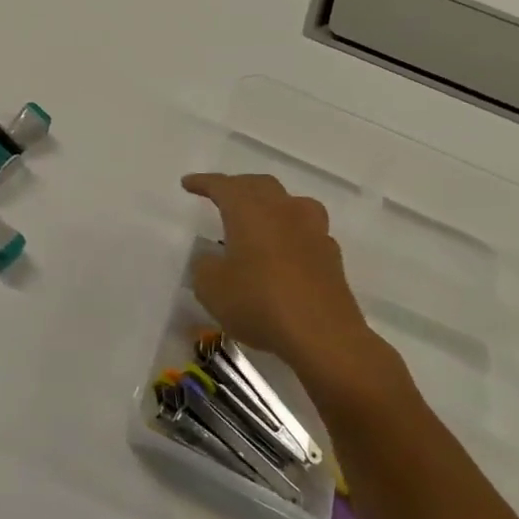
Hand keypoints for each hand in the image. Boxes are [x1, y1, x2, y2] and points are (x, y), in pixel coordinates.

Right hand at [181, 173, 407, 421]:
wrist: (323, 336)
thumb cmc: (259, 303)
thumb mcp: (211, 288)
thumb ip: (205, 266)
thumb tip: (212, 259)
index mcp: (249, 211)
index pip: (223, 185)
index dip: (203, 182)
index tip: (188, 184)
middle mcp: (283, 211)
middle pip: (259, 185)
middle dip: (238, 186)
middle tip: (222, 196)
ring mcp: (312, 231)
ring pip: (290, 203)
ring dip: (271, 205)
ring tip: (259, 218)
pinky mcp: (331, 256)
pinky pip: (307, 231)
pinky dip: (291, 233)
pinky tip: (284, 251)